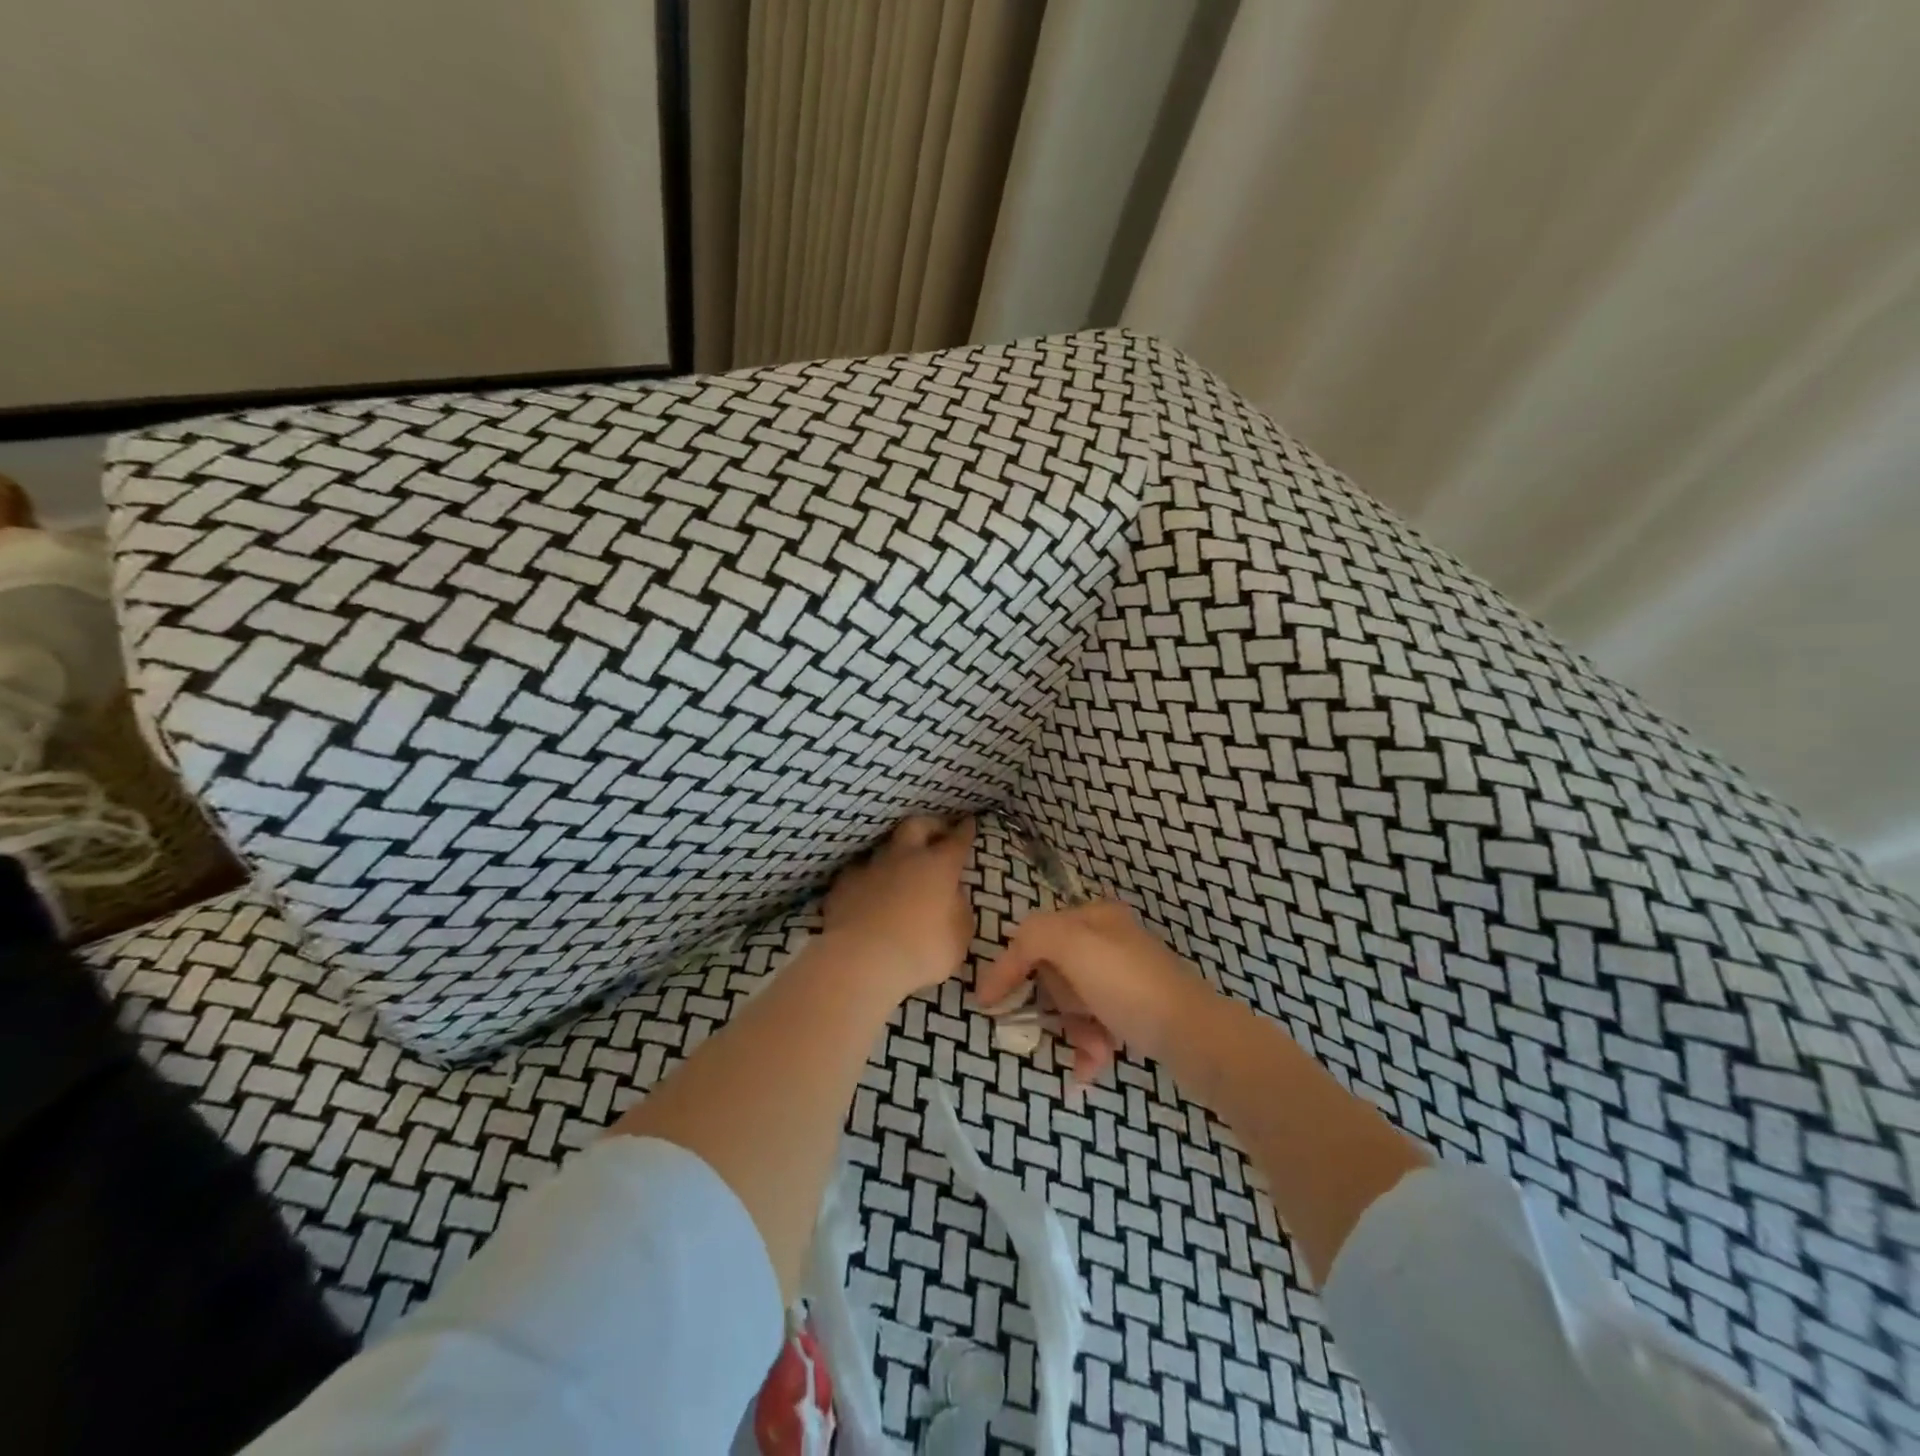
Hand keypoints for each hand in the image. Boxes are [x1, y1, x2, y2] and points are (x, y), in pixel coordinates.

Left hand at [823, 815, 975, 998]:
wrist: (860, 961)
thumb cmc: (920, 951)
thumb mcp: (958, 937)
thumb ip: (959, 910)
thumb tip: (953, 895)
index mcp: (939, 866)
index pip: (957, 840)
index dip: (965, 830)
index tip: (969, 822)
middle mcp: (904, 857)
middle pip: (917, 825)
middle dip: (931, 825)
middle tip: (938, 832)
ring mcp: (870, 868)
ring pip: (885, 847)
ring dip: (897, 853)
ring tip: (901, 865)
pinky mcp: (843, 885)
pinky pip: (860, 872)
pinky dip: (870, 878)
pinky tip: (870, 890)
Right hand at [974, 900, 1209, 1082]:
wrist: (1195, 1036)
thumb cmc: (1128, 987)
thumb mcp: (1073, 946)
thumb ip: (1033, 937)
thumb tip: (1008, 961)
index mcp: (1093, 917)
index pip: (1033, 935)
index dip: (1009, 966)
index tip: (987, 1003)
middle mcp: (1108, 940)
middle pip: (1052, 972)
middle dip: (1056, 1005)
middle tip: (1070, 1021)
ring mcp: (1123, 977)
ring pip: (1072, 1003)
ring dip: (1074, 1030)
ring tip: (1094, 1051)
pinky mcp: (1135, 1010)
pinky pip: (1094, 1025)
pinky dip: (1088, 1046)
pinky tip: (1091, 1068)